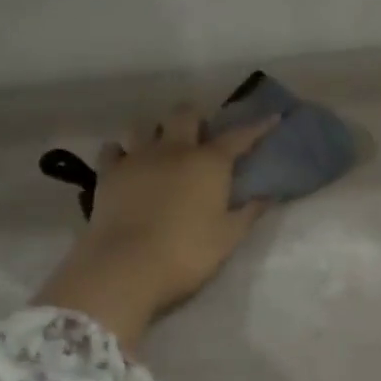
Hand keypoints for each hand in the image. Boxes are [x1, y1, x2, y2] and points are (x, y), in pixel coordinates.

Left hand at [36, 105, 278, 348]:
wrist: (127, 266)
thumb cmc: (186, 253)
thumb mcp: (228, 238)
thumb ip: (249, 212)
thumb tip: (268, 195)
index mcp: (208, 163)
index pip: (239, 137)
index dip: (257, 127)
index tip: (272, 117)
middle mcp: (173, 149)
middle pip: (184, 114)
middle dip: (194, 117)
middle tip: (198, 133)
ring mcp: (137, 157)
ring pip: (143, 125)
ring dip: (153, 131)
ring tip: (157, 146)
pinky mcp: (108, 173)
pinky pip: (112, 149)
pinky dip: (120, 151)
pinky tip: (124, 161)